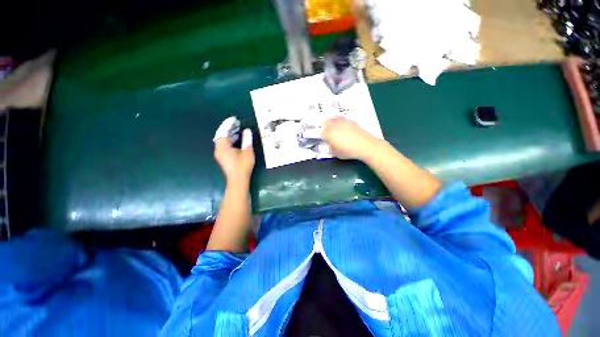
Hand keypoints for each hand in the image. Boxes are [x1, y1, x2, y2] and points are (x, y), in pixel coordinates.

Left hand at [214, 117, 254, 182]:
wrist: (238, 180)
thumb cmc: (243, 166)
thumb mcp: (247, 152)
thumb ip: (247, 140)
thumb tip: (247, 131)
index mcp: (223, 147)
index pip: (223, 132)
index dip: (228, 124)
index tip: (234, 119)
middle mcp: (219, 149)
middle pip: (221, 135)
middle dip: (228, 128)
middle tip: (237, 123)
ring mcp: (220, 153)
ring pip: (222, 140)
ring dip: (229, 134)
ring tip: (238, 129)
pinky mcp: (223, 157)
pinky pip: (224, 144)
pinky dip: (229, 140)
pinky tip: (236, 139)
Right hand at [321, 116, 381, 160]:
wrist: (365, 145)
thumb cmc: (349, 152)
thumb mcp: (336, 154)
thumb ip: (331, 148)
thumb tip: (330, 144)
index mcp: (329, 134)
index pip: (321, 133)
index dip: (321, 137)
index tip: (323, 139)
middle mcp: (334, 126)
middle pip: (325, 124)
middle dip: (324, 128)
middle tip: (325, 132)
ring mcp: (342, 122)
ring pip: (332, 119)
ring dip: (329, 122)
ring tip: (330, 126)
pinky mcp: (349, 121)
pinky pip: (340, 118)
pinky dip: (337, 120)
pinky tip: (339, 124)